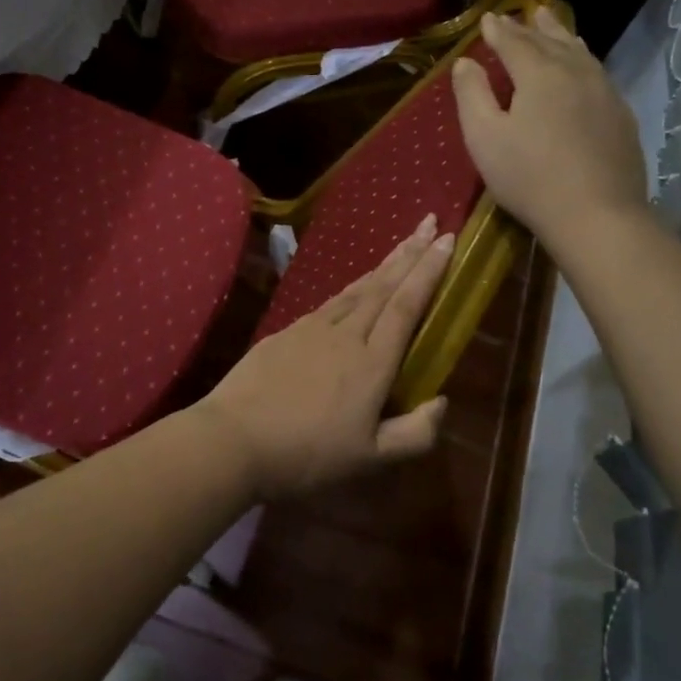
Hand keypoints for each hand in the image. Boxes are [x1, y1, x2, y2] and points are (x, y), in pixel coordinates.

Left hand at [195, 215, 452, 498]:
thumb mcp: (369, 459)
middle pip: (383, 286)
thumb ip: (414, 434)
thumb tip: (442, 402)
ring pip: (355, 289)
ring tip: (401, 245)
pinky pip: (329, 302)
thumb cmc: (307, 454)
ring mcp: (311, 329)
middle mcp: (345, 335)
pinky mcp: (285, 333)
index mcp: (372, 363)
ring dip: (382, 265)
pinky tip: (354, 289)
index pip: (406, 306)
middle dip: (410, 253)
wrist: (234, 440)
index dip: (428, 272)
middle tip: (429, 221)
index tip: (446, 240)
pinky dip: (350, 288)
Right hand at [452, 6, 650, 249]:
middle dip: (532, 27)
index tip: (487, 19)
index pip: (514, 42)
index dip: (498, 30)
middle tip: (523, 13)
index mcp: (539, 74)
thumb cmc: (528, 176)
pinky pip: (597, 73)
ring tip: (553, 25)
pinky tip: (583, 67)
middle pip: (551, 41)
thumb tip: (464, 62)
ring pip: (580, 53)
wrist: (596, 214)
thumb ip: (471, 94)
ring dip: (562, 37)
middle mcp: (575, 72)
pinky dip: (582, 60)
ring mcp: (604, 92)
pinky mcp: (621, 115)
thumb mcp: (484, 137)